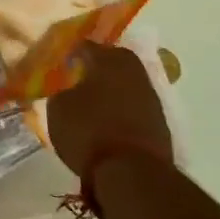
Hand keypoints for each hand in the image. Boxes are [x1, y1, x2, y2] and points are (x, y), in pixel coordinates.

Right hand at [45, 42, 172, 181]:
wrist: (132, 173)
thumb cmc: (88, 131)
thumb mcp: (58, 108)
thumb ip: (61, 91)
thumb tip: (67, 88)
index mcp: (108, 61)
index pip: (88, 45)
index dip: (73, 50)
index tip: (62, 58)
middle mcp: (134, 73)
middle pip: (115, 60)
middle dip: (99, 64)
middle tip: (81, 73)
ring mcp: (151, 99)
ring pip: (128, 83)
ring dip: (113, 88)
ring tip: (94, 99)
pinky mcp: (160, 125)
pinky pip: (136, 106)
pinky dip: (123, 109)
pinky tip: (109, 120)